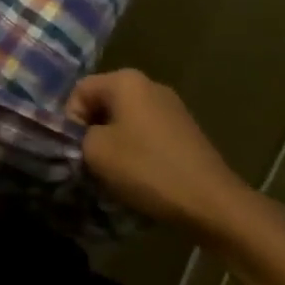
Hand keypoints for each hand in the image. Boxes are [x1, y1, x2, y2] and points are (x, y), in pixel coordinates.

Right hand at [68, 69, 264, 242]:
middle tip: (92, 163)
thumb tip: (84, 138)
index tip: (77, 151)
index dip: (70, 121)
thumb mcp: (97, 153)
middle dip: (93, 132)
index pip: (80, 91)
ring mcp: (171, 106)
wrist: (213, 203)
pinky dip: (137, 150)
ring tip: (116, 173)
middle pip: (104, 102)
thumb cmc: (148, 169)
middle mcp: (149, 84)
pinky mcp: (185, 130)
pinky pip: (147, 132)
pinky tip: (142, 176)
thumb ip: (78, 137)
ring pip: (126, 119)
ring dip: (115, 143)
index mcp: (125, 80)